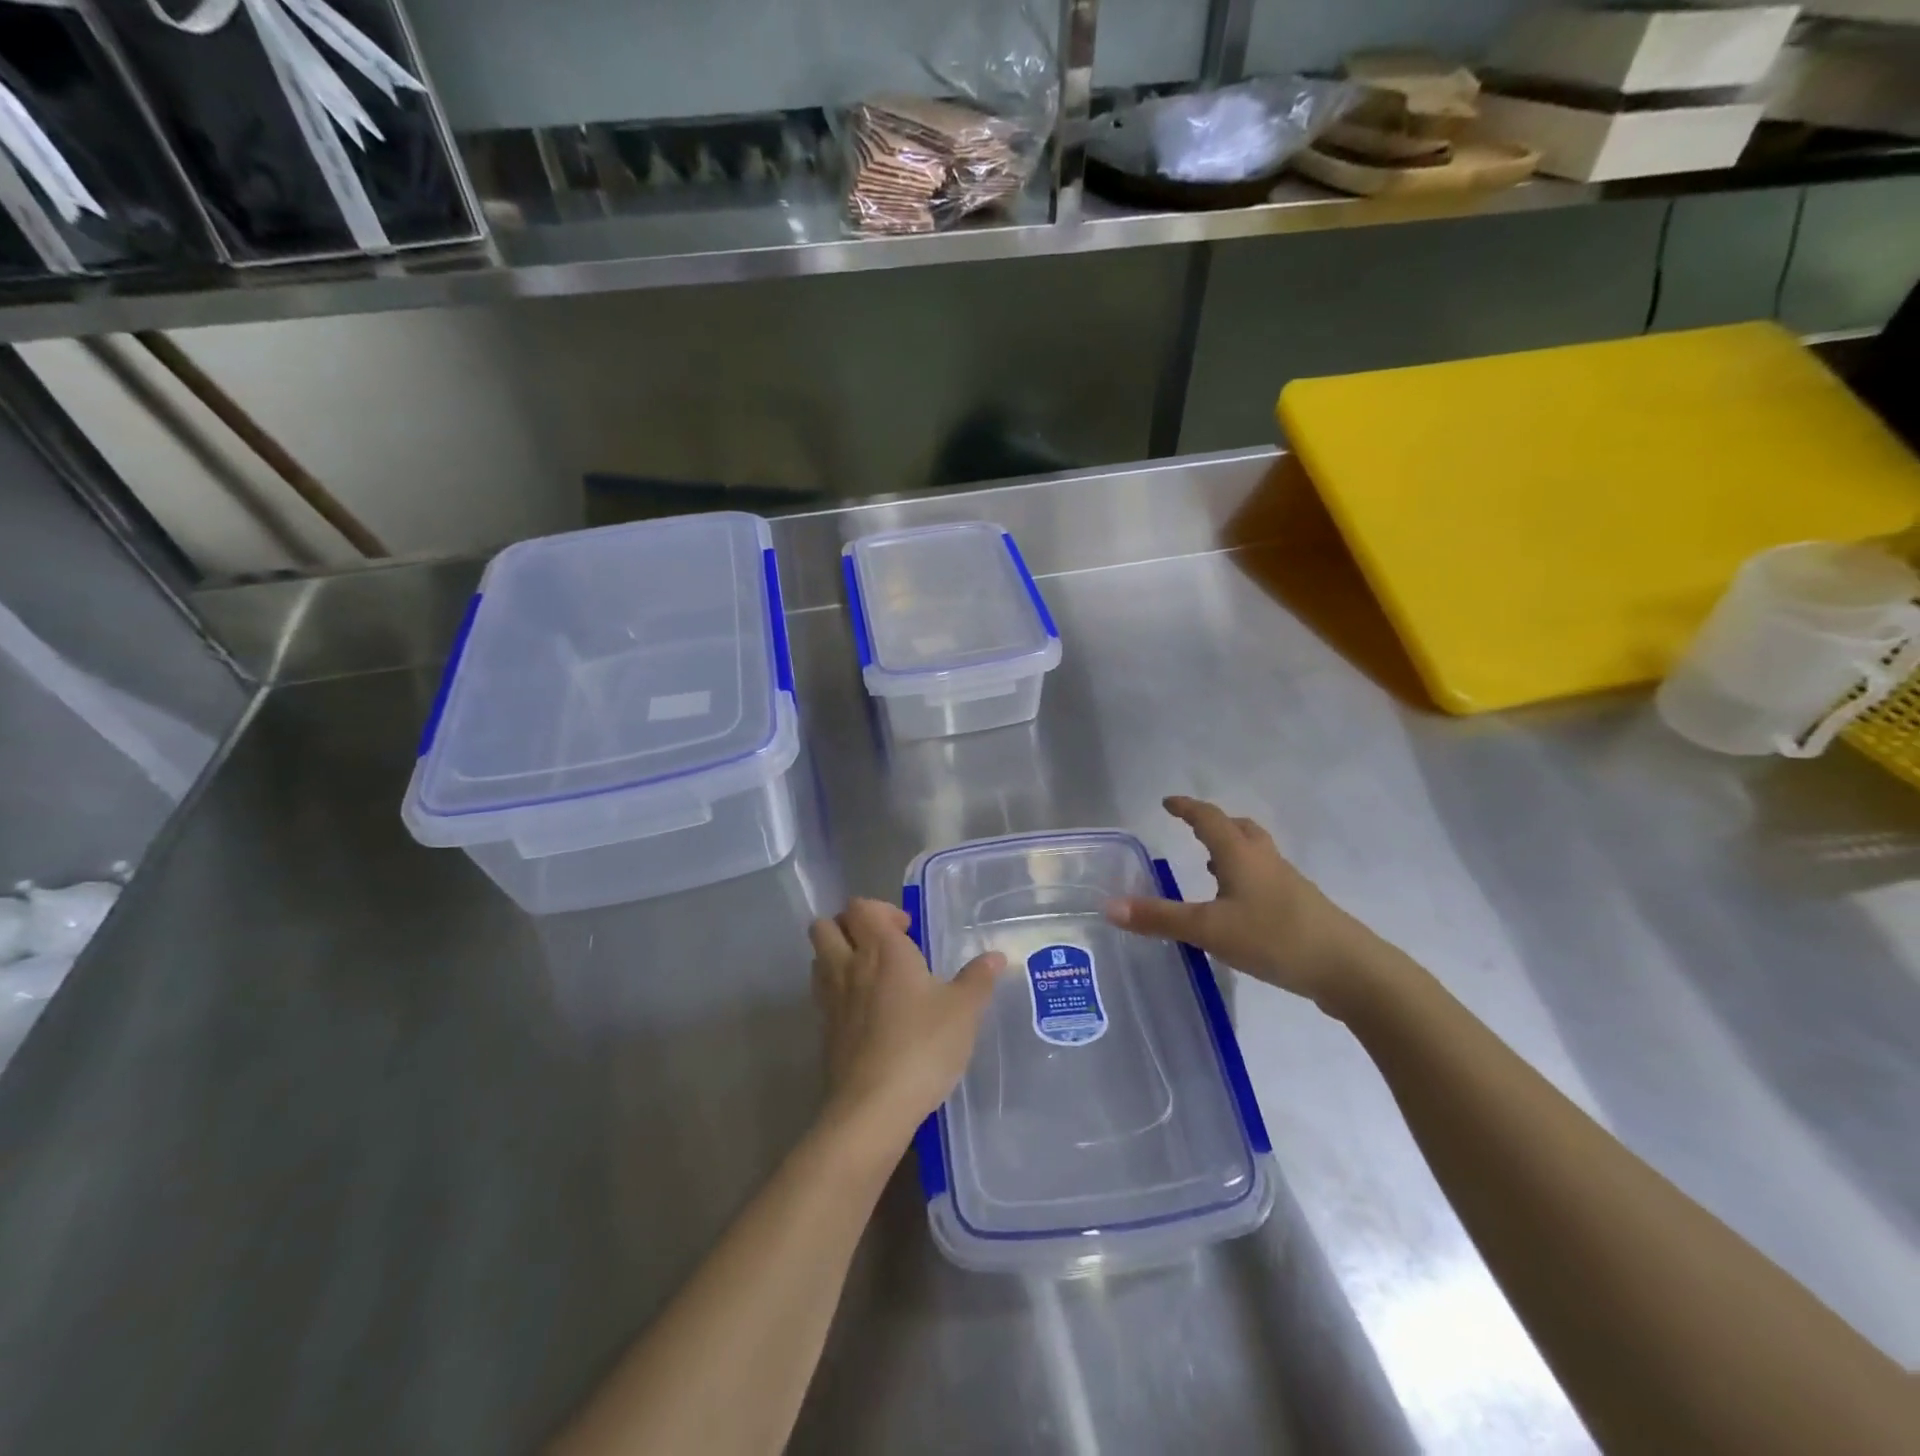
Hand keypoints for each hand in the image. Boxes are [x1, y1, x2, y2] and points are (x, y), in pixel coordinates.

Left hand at [808, 899, 1005, 1154]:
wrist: (874, 1106)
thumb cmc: (923, 1046)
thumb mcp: (963, 1011)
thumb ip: (978, 979)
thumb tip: (996, 957)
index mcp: (882, 950)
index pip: (862, 907)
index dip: (881, 910)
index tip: (907, 931)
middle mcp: (849, 965)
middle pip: (826, 925)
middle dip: (848, 926)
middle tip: (879, 945)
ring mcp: (831, 999)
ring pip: (818, 957)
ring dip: (837, 955)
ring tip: (869, 974)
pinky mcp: (824, 1030)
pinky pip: (822, 993)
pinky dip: (836, 990)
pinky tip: (863, 1010)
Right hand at [1105, 796, 1380, 1010]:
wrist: (1350, 969)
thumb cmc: (1275, 938)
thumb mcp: (1209, 930)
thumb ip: (1160, 918)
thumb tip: (1110, 905)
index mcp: (1241, 855)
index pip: (1210, 818)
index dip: (1187, 808)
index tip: (1168, 802)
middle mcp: (1266, 861)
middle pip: (1240, 829)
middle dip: (1215, 825)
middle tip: (1193, 830)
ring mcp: (1288, 884)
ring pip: (1256, 855)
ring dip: (1232, 852)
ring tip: (1211, 868)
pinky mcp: (1302, 908)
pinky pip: (1267, 879)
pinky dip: (1246, 879)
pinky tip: (1239, 908)